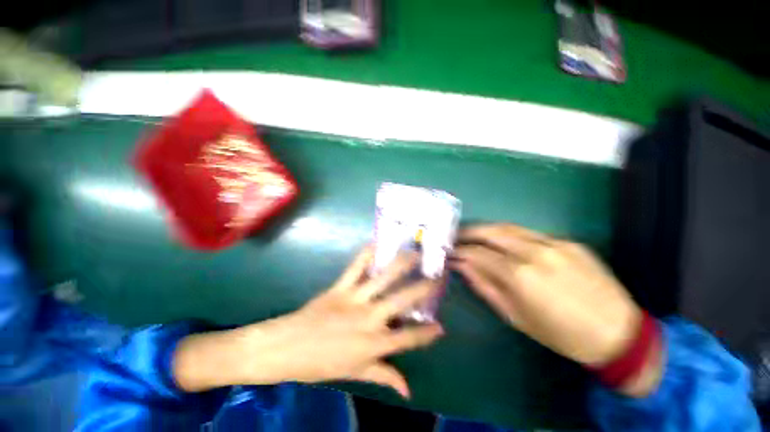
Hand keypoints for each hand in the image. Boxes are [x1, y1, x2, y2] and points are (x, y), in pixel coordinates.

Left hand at [173, 247, 443, 397]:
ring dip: (400, 264)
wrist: (284, 347)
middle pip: (402, 300)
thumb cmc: (319, 364)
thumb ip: (383, 375)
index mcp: (372, 344)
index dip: (426, 334)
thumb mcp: (353, 373)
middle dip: (423, 288)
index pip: (407, 338)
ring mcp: (354, 299)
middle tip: (437, 276)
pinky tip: (377, 243)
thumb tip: (408, 389)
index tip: (441, 326)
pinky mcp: (339, 287)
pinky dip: (366, 254)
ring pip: (382, 278)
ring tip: (414, 253)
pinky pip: (356, 267)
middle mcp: (368, 318)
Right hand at [452, 224, 662, 395]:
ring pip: (508, 226)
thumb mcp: (515, 316)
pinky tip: (504, 242)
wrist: (617, 332)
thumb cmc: (560, 333)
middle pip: (490, 231)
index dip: (460, 251)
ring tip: (473, 234)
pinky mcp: (567, 241)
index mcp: (519, 275)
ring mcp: (553, 243)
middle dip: (468, 232)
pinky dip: (509, 235)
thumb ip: (484, 286)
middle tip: (456, 236)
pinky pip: (529, 233)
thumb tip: (462, 266)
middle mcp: (533, 252)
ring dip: (486, 229)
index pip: (478, 253)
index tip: (449, 252)